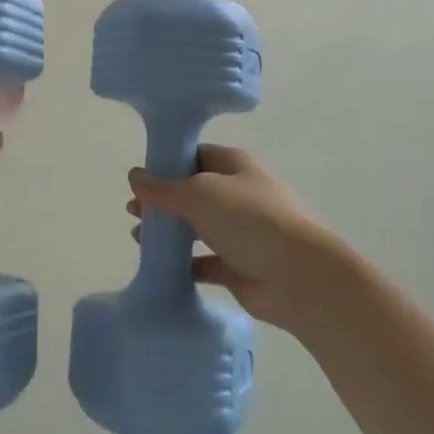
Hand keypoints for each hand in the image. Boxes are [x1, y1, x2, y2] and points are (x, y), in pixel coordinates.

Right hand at [127, 145, 336, 329]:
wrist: (301, 278)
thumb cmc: (251, 220)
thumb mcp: (199, 193)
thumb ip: (163, 188)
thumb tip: (134, 176)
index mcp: (235, 166)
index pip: (196, 155)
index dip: (167, 163)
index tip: (140, 176)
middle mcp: (239, 195)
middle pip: (194, 192)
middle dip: (163, 200)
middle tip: (132, 210)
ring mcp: (241, 233)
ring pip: (198, 228)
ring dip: (170, 232)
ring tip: (138, 237)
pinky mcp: (240, 268)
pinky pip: (205, 262)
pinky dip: (184, 264)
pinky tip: (160, 266)